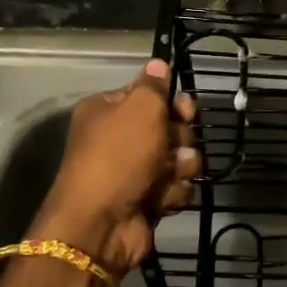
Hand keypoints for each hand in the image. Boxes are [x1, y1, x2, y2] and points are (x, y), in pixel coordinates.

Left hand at [29, 59, 198, 274]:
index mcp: (108, 110)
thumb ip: (154, 85)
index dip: (171, 102)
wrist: (101, 224)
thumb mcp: (139, 109)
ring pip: (178, 159)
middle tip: (173, 146)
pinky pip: (175, 188)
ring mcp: (133, 172)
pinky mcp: (146, 200)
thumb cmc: (118, 156)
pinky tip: (161, 200)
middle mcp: (119, 139)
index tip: (185, 109)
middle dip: (179, 137)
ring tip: (167, 176)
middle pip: (169, 128)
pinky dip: (172, 193)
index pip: (149, 96)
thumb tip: (158, 62)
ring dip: (179, 166)